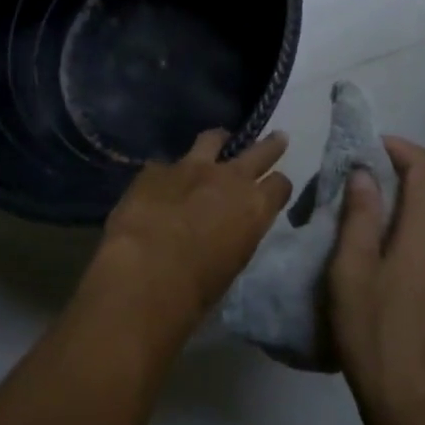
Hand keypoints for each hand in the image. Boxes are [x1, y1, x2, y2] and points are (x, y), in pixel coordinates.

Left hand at [86, 129, 291, 350]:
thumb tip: (227, 231)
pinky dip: (168, 174)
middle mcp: (229, 178)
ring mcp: (191, 167)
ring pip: (212, 140)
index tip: (276, 188)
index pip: (280, 185)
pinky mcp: (156, 169)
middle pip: (259, 151)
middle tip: (278, 136)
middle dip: (270, 145)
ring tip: (218, 142)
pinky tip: (159, 186)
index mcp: (254, 207)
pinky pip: (166, 165)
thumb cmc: (196, 288)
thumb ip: (236, 236)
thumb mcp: (231, 264)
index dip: (278, 187)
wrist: (145, 271)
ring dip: (217, 142)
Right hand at [329, 137, 424, 424]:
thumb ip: (360, 216)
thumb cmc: (376, 336)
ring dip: (410, 197)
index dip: (399, 147)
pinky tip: (388, 245)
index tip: (366, 148)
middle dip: (402, 169)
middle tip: (361, 175)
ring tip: (370, 207)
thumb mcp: (352, 272)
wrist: (420, 412)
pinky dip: (417, 224)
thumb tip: (365, 173)